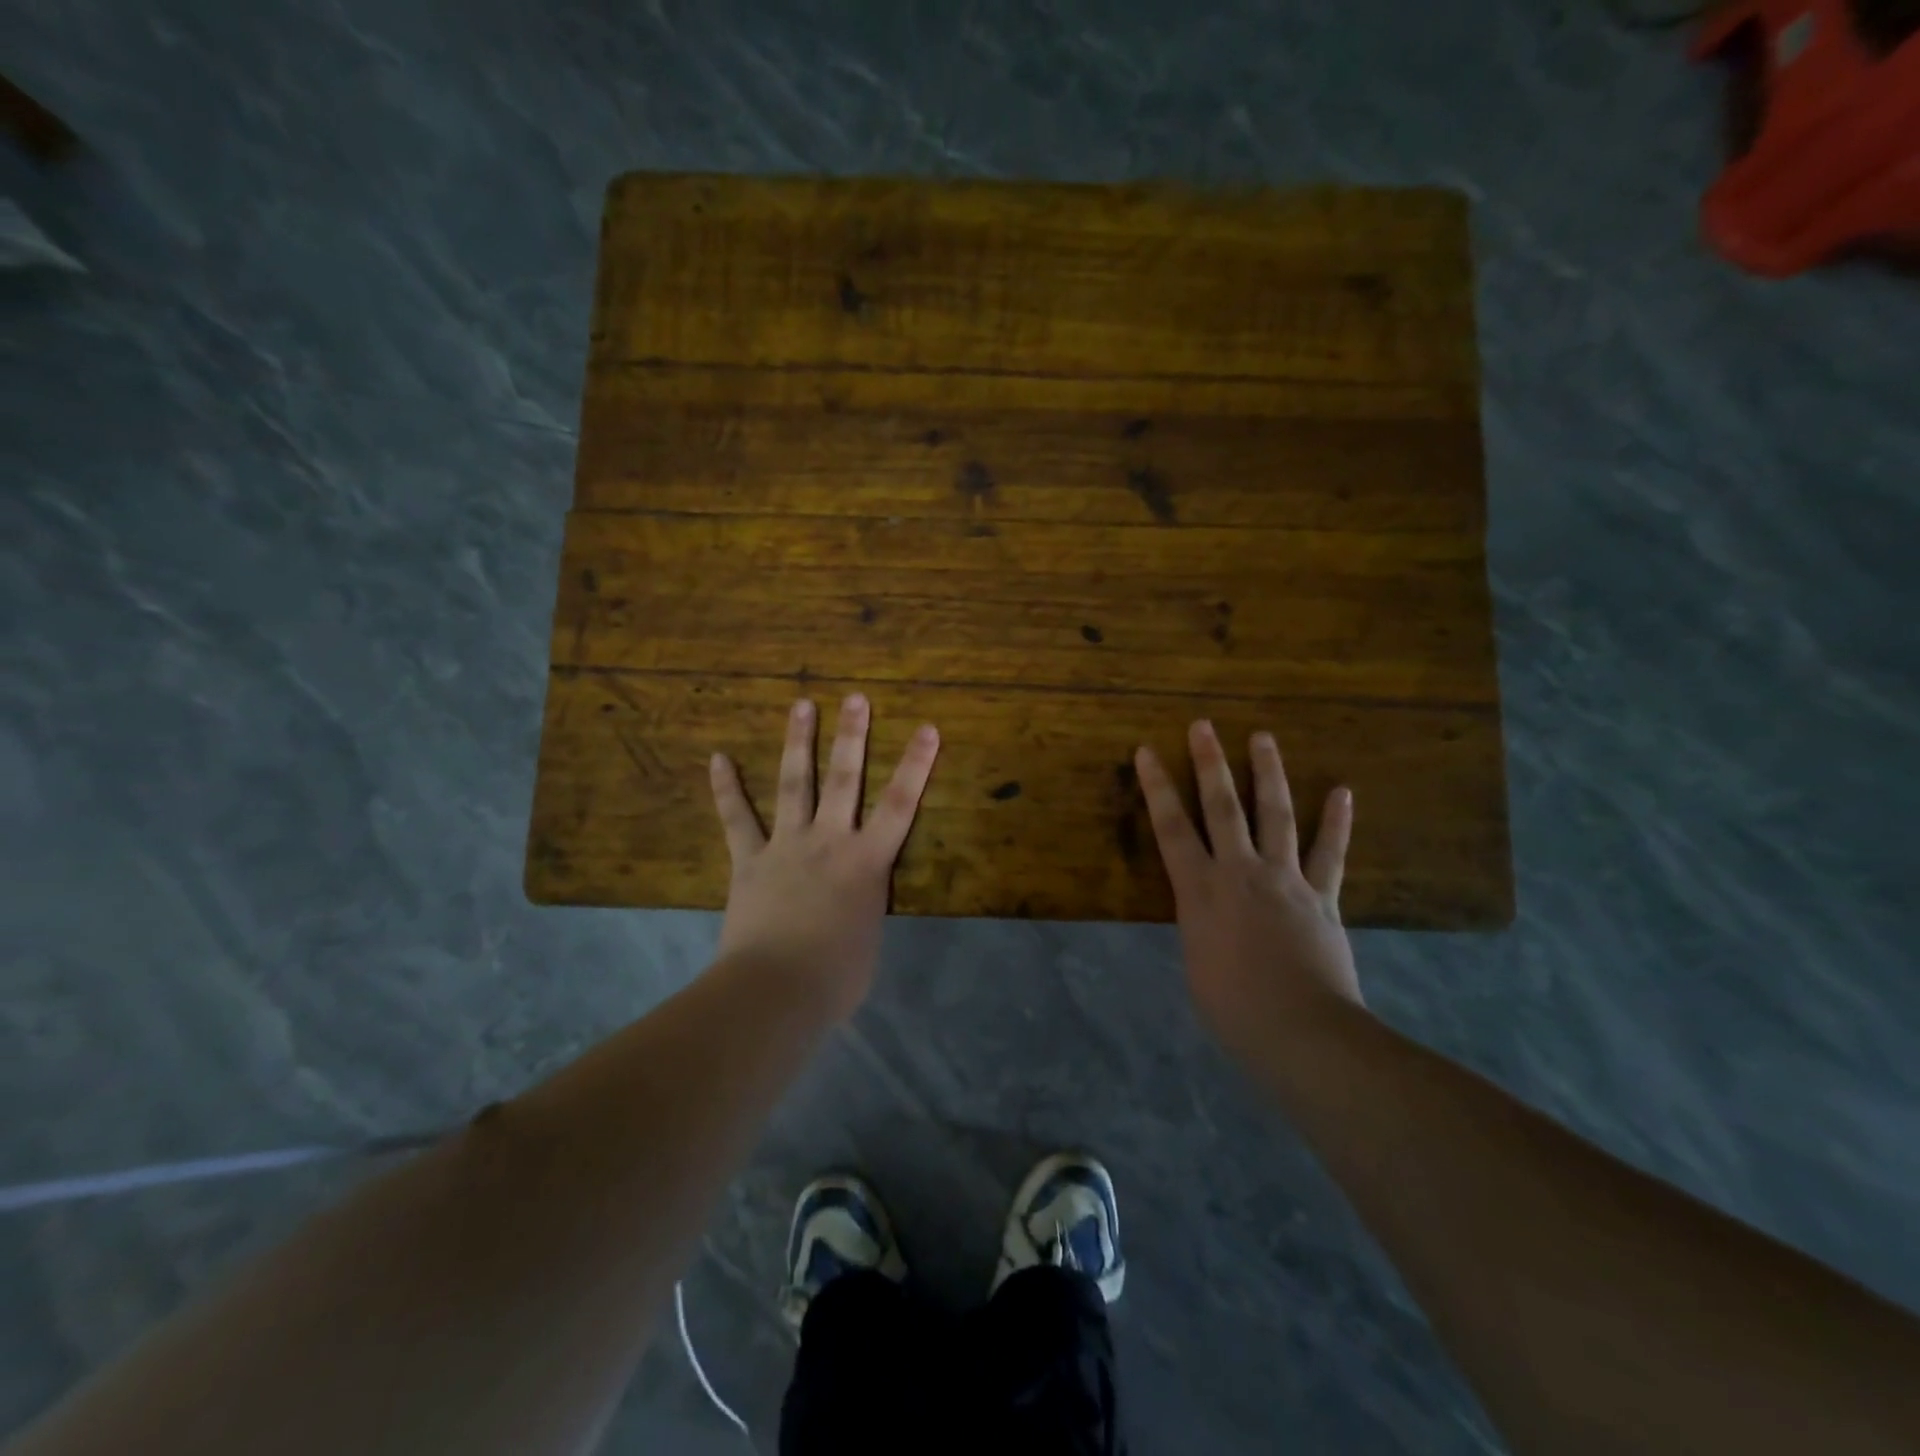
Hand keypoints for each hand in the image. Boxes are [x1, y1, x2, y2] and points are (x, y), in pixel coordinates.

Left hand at [709, 694, 939, 1018]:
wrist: (775, 990)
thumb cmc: (836, 977)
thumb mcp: (868, 939)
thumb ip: (864, 908)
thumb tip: (854, 903)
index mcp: (867, 863)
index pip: (901, 804)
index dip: (916, 764)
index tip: (927, 727)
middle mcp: (830, 841)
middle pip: (844, 779)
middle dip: (852, 736)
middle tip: (855, 697)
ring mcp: (786, 846)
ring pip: (794, 784)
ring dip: (798, 742)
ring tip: (801, 704)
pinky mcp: (750, 860)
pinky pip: (736, 819)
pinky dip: (726, 788)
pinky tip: (717, 758)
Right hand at [1135, 722, 1362, 1058]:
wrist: (1301, 1031)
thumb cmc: (1232, 1009)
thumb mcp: (1196, 963)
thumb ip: (1201, 926)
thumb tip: (1209, 914)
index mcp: (1199, 891)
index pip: (1171, 828)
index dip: (1157, 787)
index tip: (1147, 751)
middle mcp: (1240, 873)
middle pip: (1223, 807)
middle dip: (1210, 763)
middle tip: (1204, 725)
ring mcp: (1285, 880)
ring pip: (1275, 815)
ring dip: (1269, 774)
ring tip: (1264, 737)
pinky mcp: (1322, 897)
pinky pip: (1330, 854)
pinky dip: (1337, 822)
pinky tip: (1342, 792)